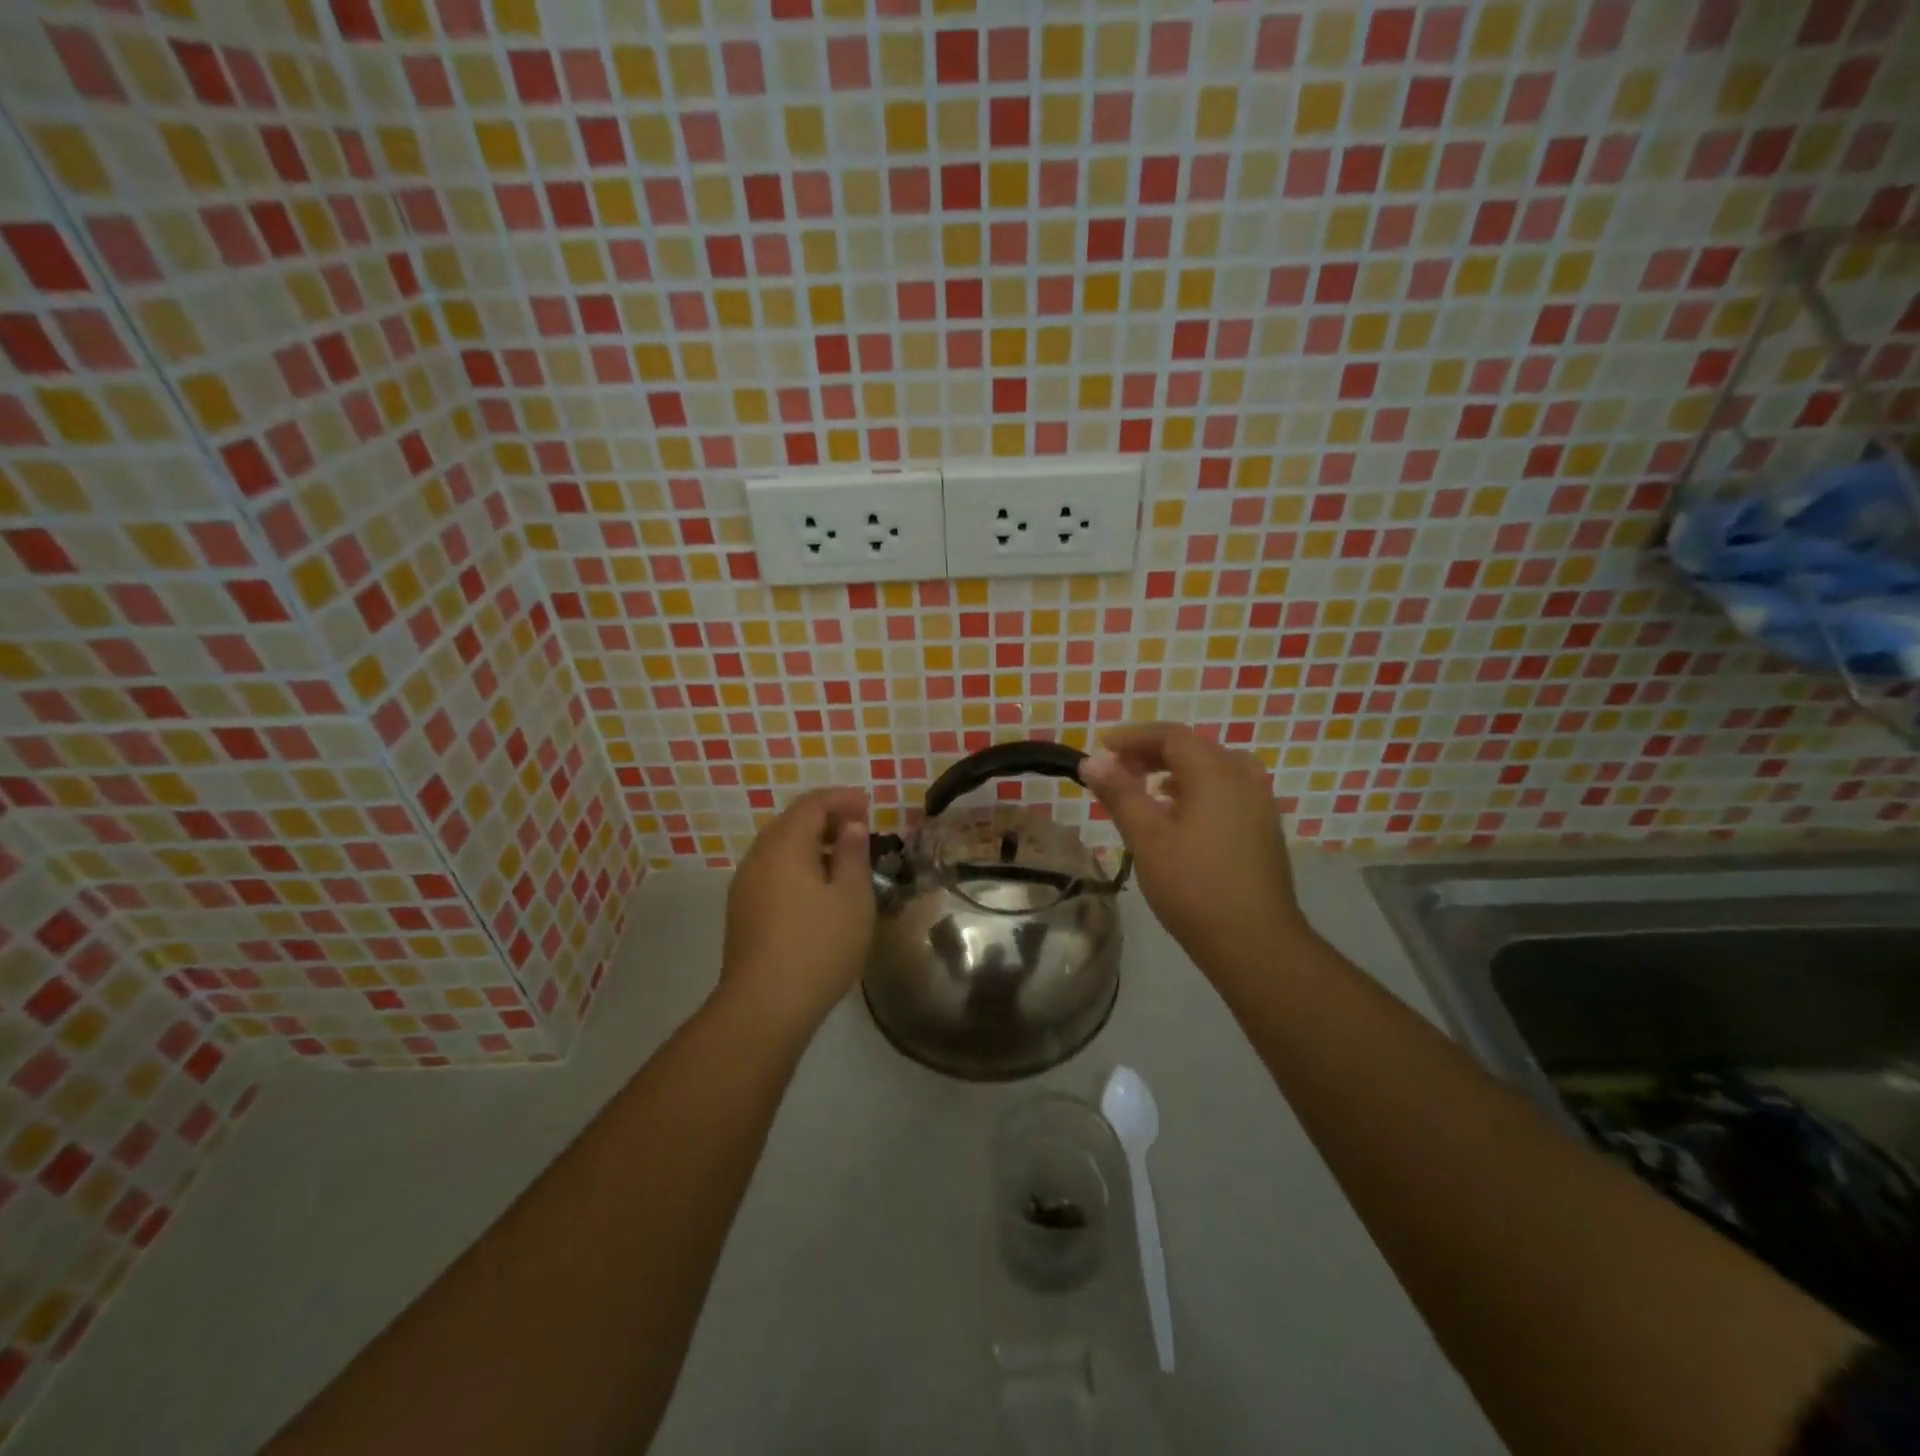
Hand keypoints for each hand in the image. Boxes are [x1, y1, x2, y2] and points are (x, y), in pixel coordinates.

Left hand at [719, 787, 873, 1033]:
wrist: (764, 1007)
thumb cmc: (818, 946)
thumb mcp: (852, 897)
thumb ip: (852, 854)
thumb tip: (849, 826)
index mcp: (784, 846)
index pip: (811, 804)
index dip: (841, 798)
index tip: (868, 804)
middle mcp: (758, 858)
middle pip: (791, 822)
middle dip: (825, 817)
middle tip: (859, 826)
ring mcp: (745, 886)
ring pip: (779, 848)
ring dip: (811, 843)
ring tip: (843, 857)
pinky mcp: (743, 912)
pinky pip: (773, 871)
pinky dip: (798, 864)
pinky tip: (818, 888)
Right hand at [1079, 724, 1309, 979]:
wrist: (1254, 941)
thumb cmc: (1193, 885)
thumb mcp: (1146, 837)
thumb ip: (1119, 793)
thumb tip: (1092, 761)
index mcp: (1215, 772)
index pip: (1170, 736)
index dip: (1133, 737)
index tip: (1102, 747)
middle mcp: (1243, 777)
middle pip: (1194, 749)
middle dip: (1152, 753)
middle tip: (1118, 770)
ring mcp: (1260, 803)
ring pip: (1213, 769)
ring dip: (1176, 771)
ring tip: (1146, 790)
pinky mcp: (1264, 827)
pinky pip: (1227, 790)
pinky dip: (1197, 790)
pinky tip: (1180, 816)